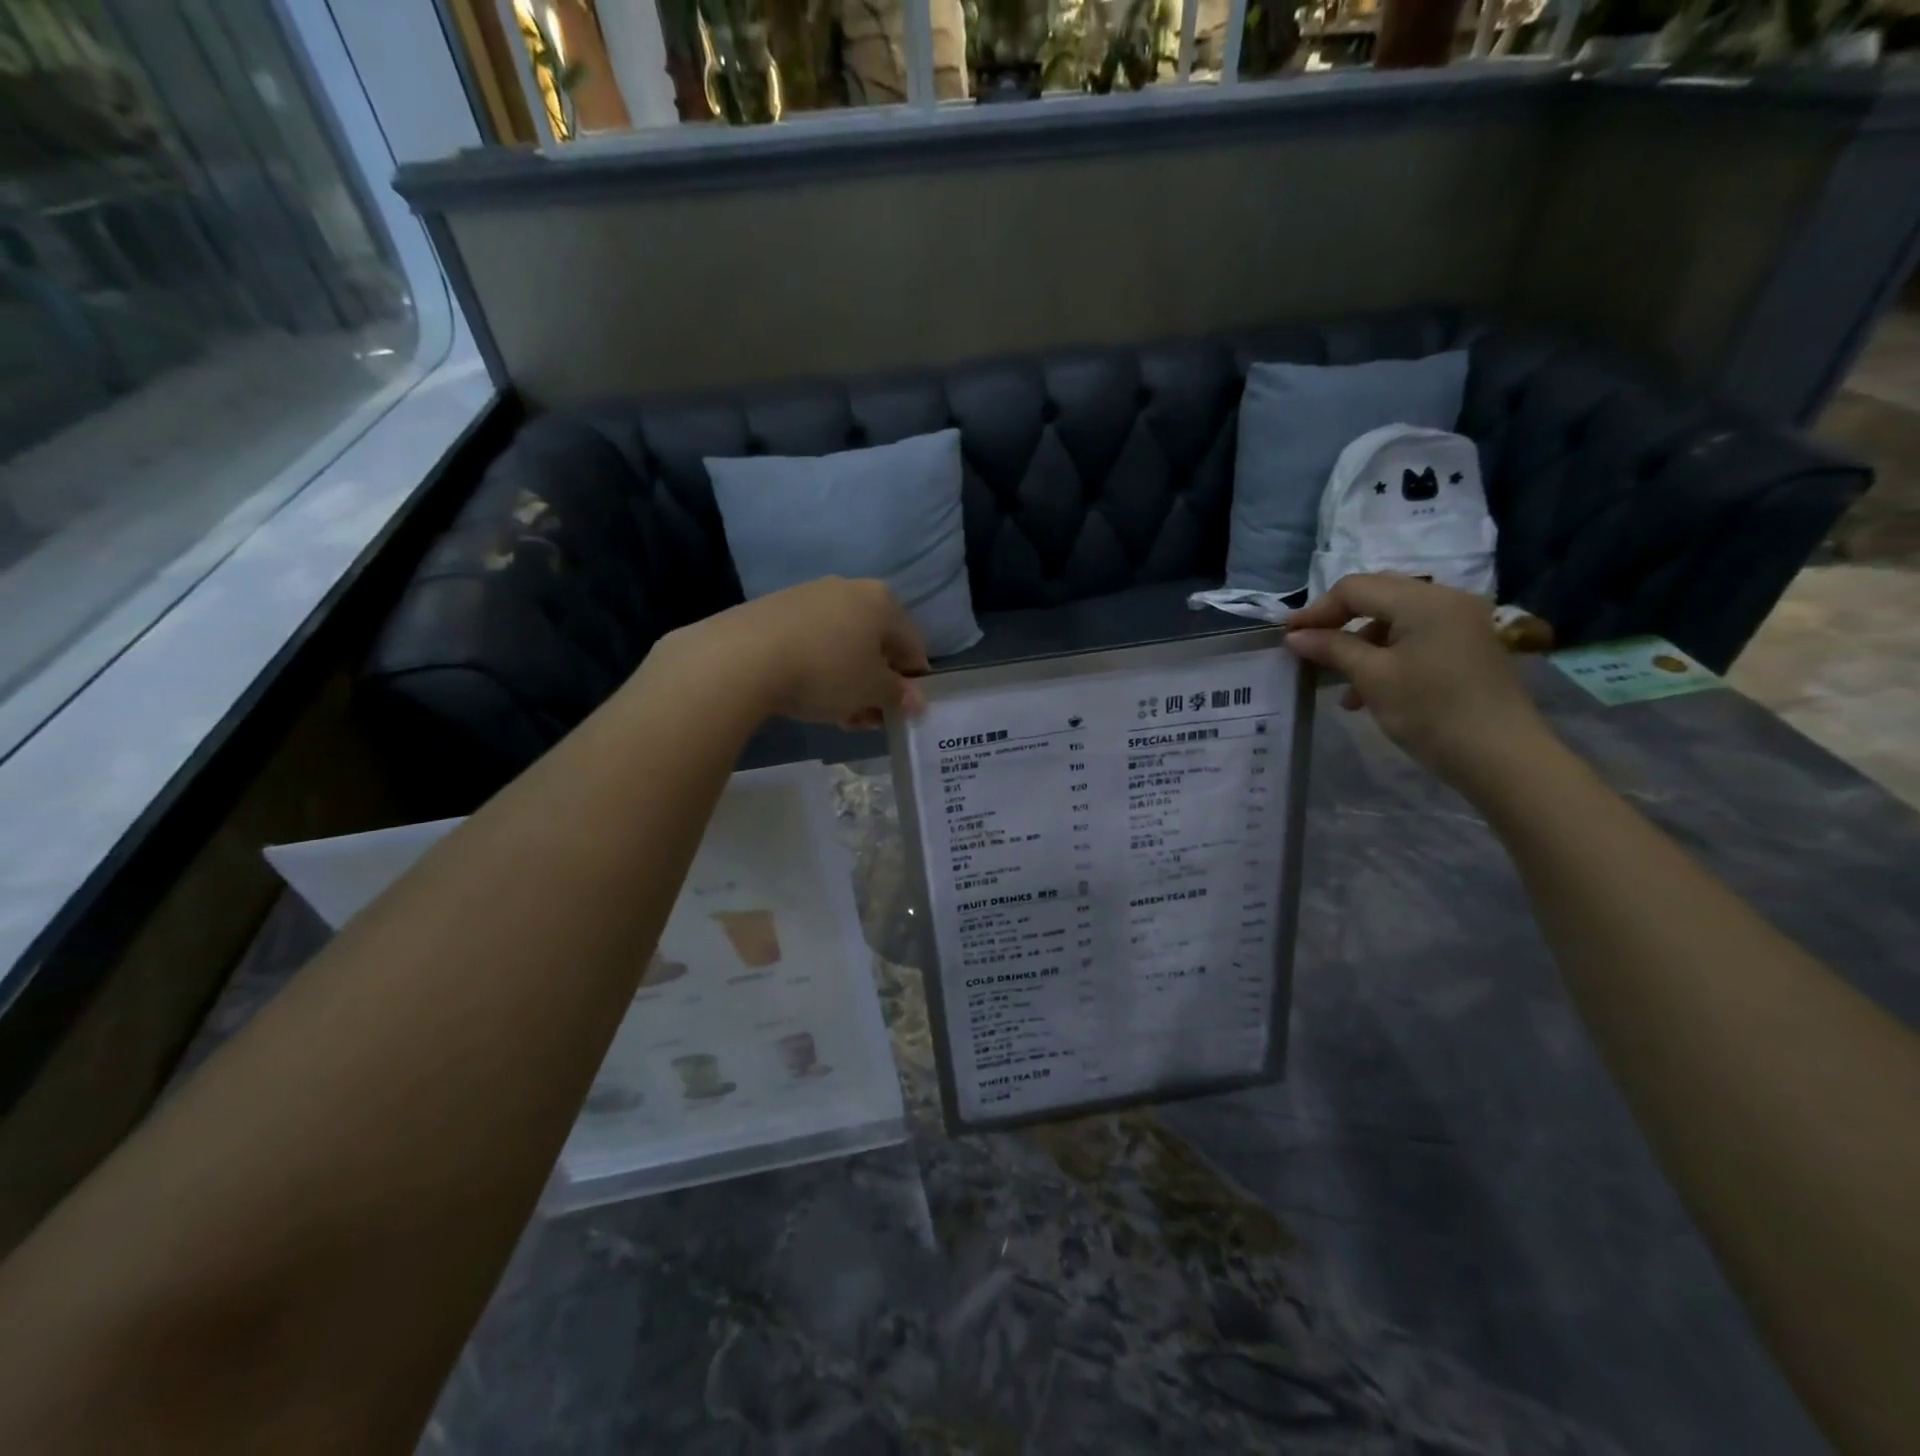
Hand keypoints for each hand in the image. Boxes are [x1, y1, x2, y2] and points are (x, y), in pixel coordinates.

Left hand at [661, 578, 929, 727]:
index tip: (900, 711)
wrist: (742, 657)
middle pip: (876, 643)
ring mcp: (810, 594)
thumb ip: (899, 695)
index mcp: (883, 601)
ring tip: (835, 713)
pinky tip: (805, 693)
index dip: (912, 682)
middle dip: (875, 684)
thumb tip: (916, 701)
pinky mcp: (776, 608)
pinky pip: (812, 640)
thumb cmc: (826, 672)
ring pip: (843, 643)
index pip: (913, 645)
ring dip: (847, 680)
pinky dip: (818, 667)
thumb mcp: (872, 691)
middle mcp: (849, 588)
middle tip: (865, 718)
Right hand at [1284, 574, 1547, 789]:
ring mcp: (1462, 622)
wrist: (1501, 757)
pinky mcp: (1467, 646)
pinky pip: (1416, 636)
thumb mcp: (1373, 678)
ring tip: (1339, 681)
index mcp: (1424, 600)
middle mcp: (1446, 599)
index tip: (1288, 636)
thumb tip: (1295, 636)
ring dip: (1361, 642)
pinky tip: (1370, 689)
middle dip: (1339, 621)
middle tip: (1309, 648)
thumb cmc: (1431, 711)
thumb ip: (1332, 648)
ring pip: (1395, 618)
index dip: (1317, 610)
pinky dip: (1387, 654)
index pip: (1356, 588)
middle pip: (1378, 595)